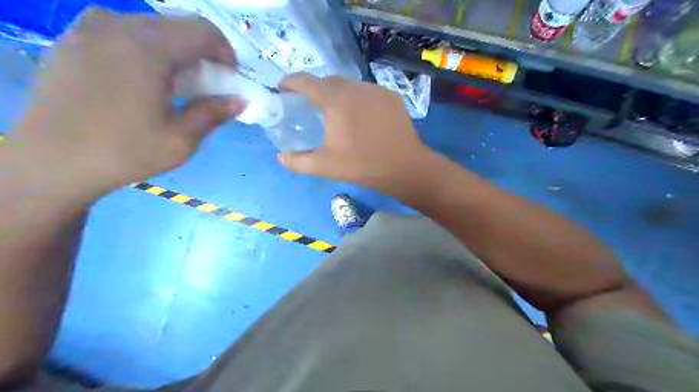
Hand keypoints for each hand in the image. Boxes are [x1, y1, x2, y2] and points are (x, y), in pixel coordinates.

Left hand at [9, 7, 244, 199]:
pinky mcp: (71, 40)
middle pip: (177, 26)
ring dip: (174, 50)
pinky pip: (121, 32)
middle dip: (201, 53)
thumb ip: (213, 113)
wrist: (51, 162)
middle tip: (205, 84)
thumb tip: (240, 100)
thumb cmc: (125, 152)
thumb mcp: (181, 139)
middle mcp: (117, 26)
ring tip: (174, 82)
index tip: (228, 78)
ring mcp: (88, 29)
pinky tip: (142, 78)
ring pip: (150, 27)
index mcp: (148, 47)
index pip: (203, 31)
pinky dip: (145, 48)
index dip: (225, 52)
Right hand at [277, 71, 431, 197]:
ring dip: (337, 93)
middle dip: (314, 89)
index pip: (306, 81)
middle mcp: (355, 87)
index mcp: (335, 100)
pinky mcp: (391, 96)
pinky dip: (357, 99)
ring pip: (349, 85)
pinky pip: (367, 92)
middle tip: (309, 105)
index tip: (282, 89)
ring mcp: (375, 90)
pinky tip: (360, 116)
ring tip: (335, 112)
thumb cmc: (362, 165)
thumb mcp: (325, 166)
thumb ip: (299, 161)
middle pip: (328, 80)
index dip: (290, 82)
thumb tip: (280, 158)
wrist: (404, 167)